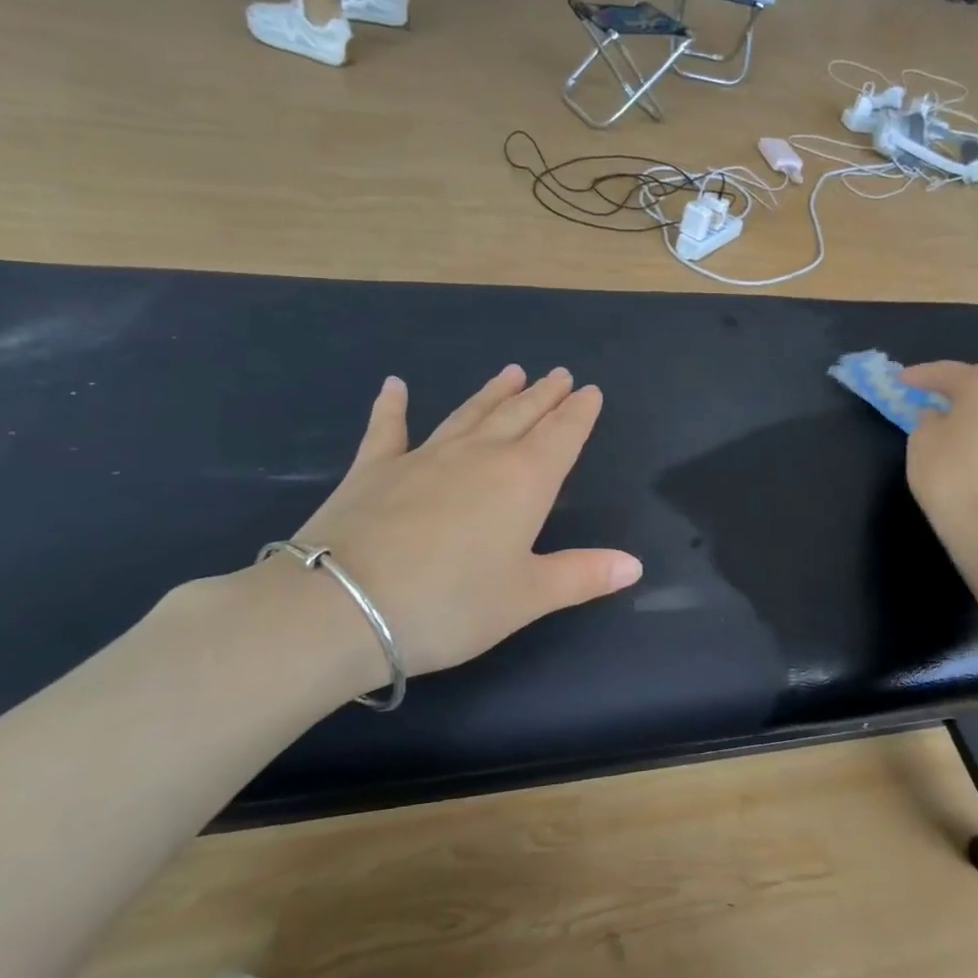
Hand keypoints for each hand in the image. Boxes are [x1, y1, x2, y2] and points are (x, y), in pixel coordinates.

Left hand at [288, 366, 641, 678]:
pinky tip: (395, 385)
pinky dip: (392, 406)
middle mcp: (479, 456)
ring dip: (493, 393)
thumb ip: (582, 576)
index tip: (591, 390)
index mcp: (523, 482)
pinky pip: (388, 429)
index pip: (562, 436)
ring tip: (512, 371)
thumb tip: (635, 564)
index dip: (580, 414)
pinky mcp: (373, 469)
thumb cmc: (449, 605)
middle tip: (560, 374)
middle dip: (544, 395)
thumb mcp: (526, 598)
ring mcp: (423, 457)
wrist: (342, 606)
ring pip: (469, 414)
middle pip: (520, 415)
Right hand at [901, 362, 977, 534]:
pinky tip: (969, 451)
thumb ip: (928, 419)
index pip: (948, 372)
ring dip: (974, 412)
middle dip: (955, 388)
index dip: (920, 375)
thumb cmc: (949, 473)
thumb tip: (940, 416)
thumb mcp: (921, 439)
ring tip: (950, 425)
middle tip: (929, 396)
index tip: (900, 379)